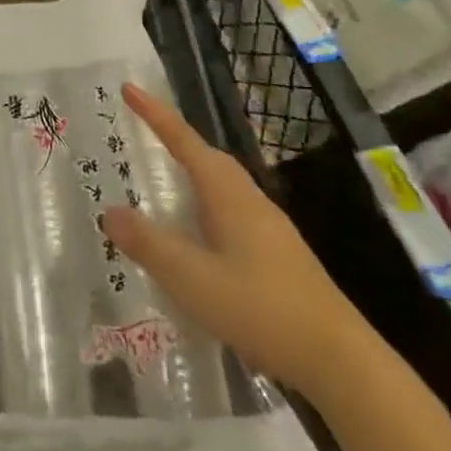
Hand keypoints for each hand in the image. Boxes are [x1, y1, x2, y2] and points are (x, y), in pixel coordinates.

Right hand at [102, 83, 378, 402]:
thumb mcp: (192, 278)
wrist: (340, 361)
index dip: (156, 115)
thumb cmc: (261, 309)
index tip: (129, 89)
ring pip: (223, 185)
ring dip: (192, 173)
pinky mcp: (279, 256)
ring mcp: (270, 229)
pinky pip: (232, 211)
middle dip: (176, 140)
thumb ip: (148, 243)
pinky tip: (198, 236)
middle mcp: (250, 201)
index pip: (185, 142)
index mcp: (228, 195)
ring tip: (165, 180)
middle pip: (209, 158)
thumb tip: (109, 211)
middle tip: (145, 132)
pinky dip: (206, 206)